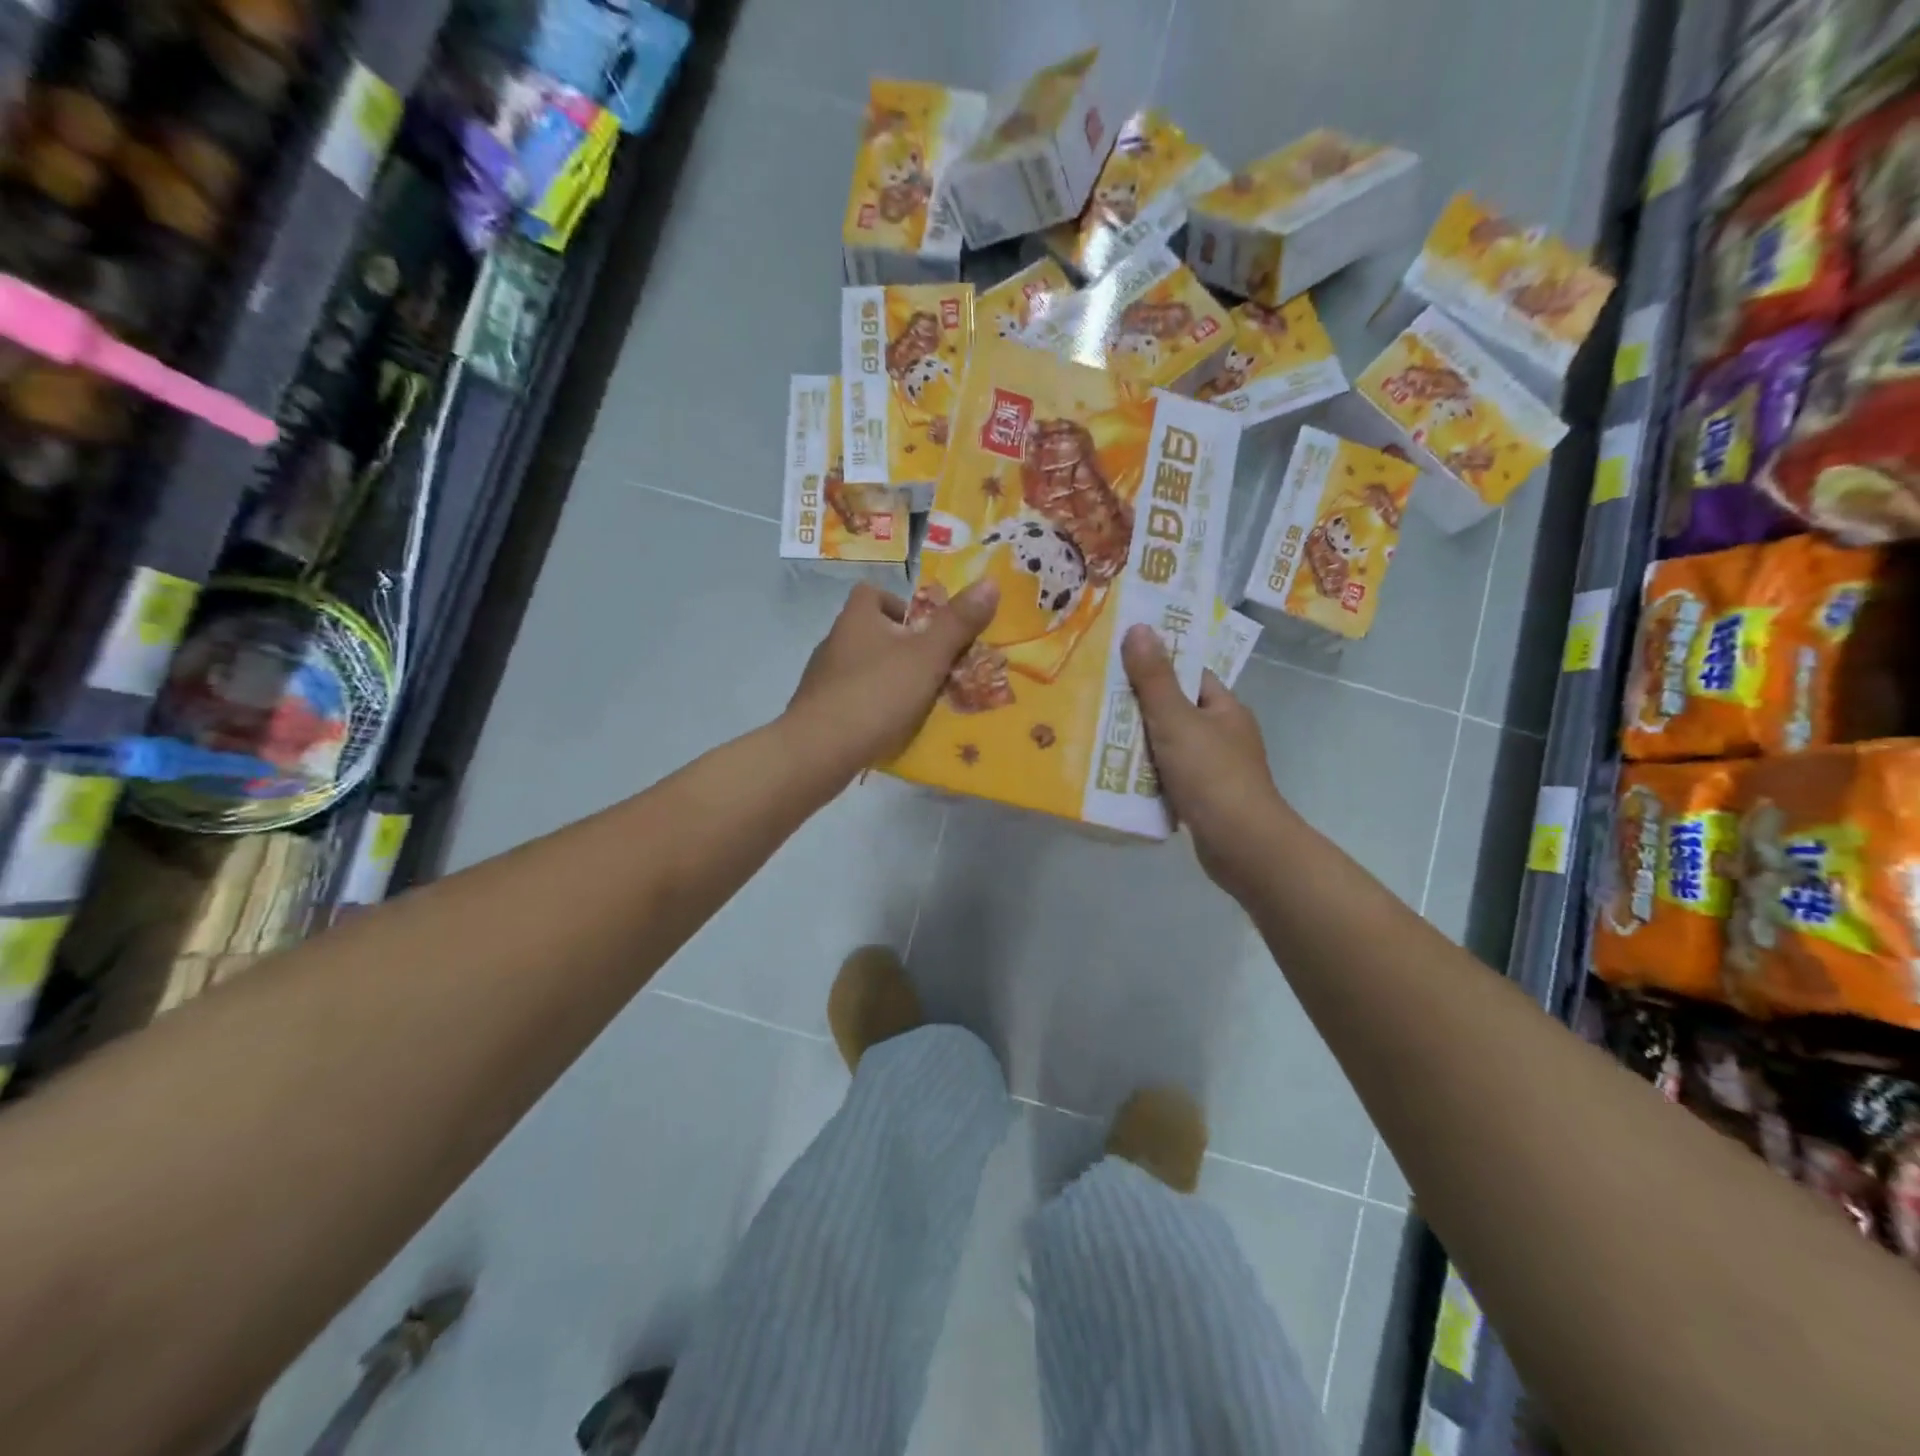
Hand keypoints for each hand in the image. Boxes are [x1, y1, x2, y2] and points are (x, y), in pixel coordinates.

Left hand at [787, 579, 1000, 773]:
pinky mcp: (817, 710)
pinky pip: (851, 699)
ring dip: (886, 678)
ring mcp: (821, 678)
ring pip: (860, 667)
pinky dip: (870, 706)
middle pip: (869, 631)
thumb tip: (990, 582)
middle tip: (930, 668)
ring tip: (915, 701)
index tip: (923, 629)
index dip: (898, 604)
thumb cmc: (876, 693)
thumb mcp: (927, 657)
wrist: (818, 750)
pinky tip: (887, 727)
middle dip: (900, 646)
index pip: (871, 592)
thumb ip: (958, 623)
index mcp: (856, 619)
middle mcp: (834, 642)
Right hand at [1122, 624, 1290, 897]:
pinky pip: (1167, 775)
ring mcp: (1214, 768)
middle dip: (1137, 707)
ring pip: (1168, 745)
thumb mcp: (1176, 720)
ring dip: (1137, 743)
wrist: (1242, 845)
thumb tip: (1138, 627)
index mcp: (1224, 708)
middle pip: (1174, 710)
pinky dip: (1145, 774)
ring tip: (1095, 734)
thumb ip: (1154, 678)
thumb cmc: (1212, 775)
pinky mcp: (1202, 798)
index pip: (1189, 675)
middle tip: (1094, 698)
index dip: (1156, 665)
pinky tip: (1115, 774)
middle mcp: (1223, 734)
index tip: (1117, 660)